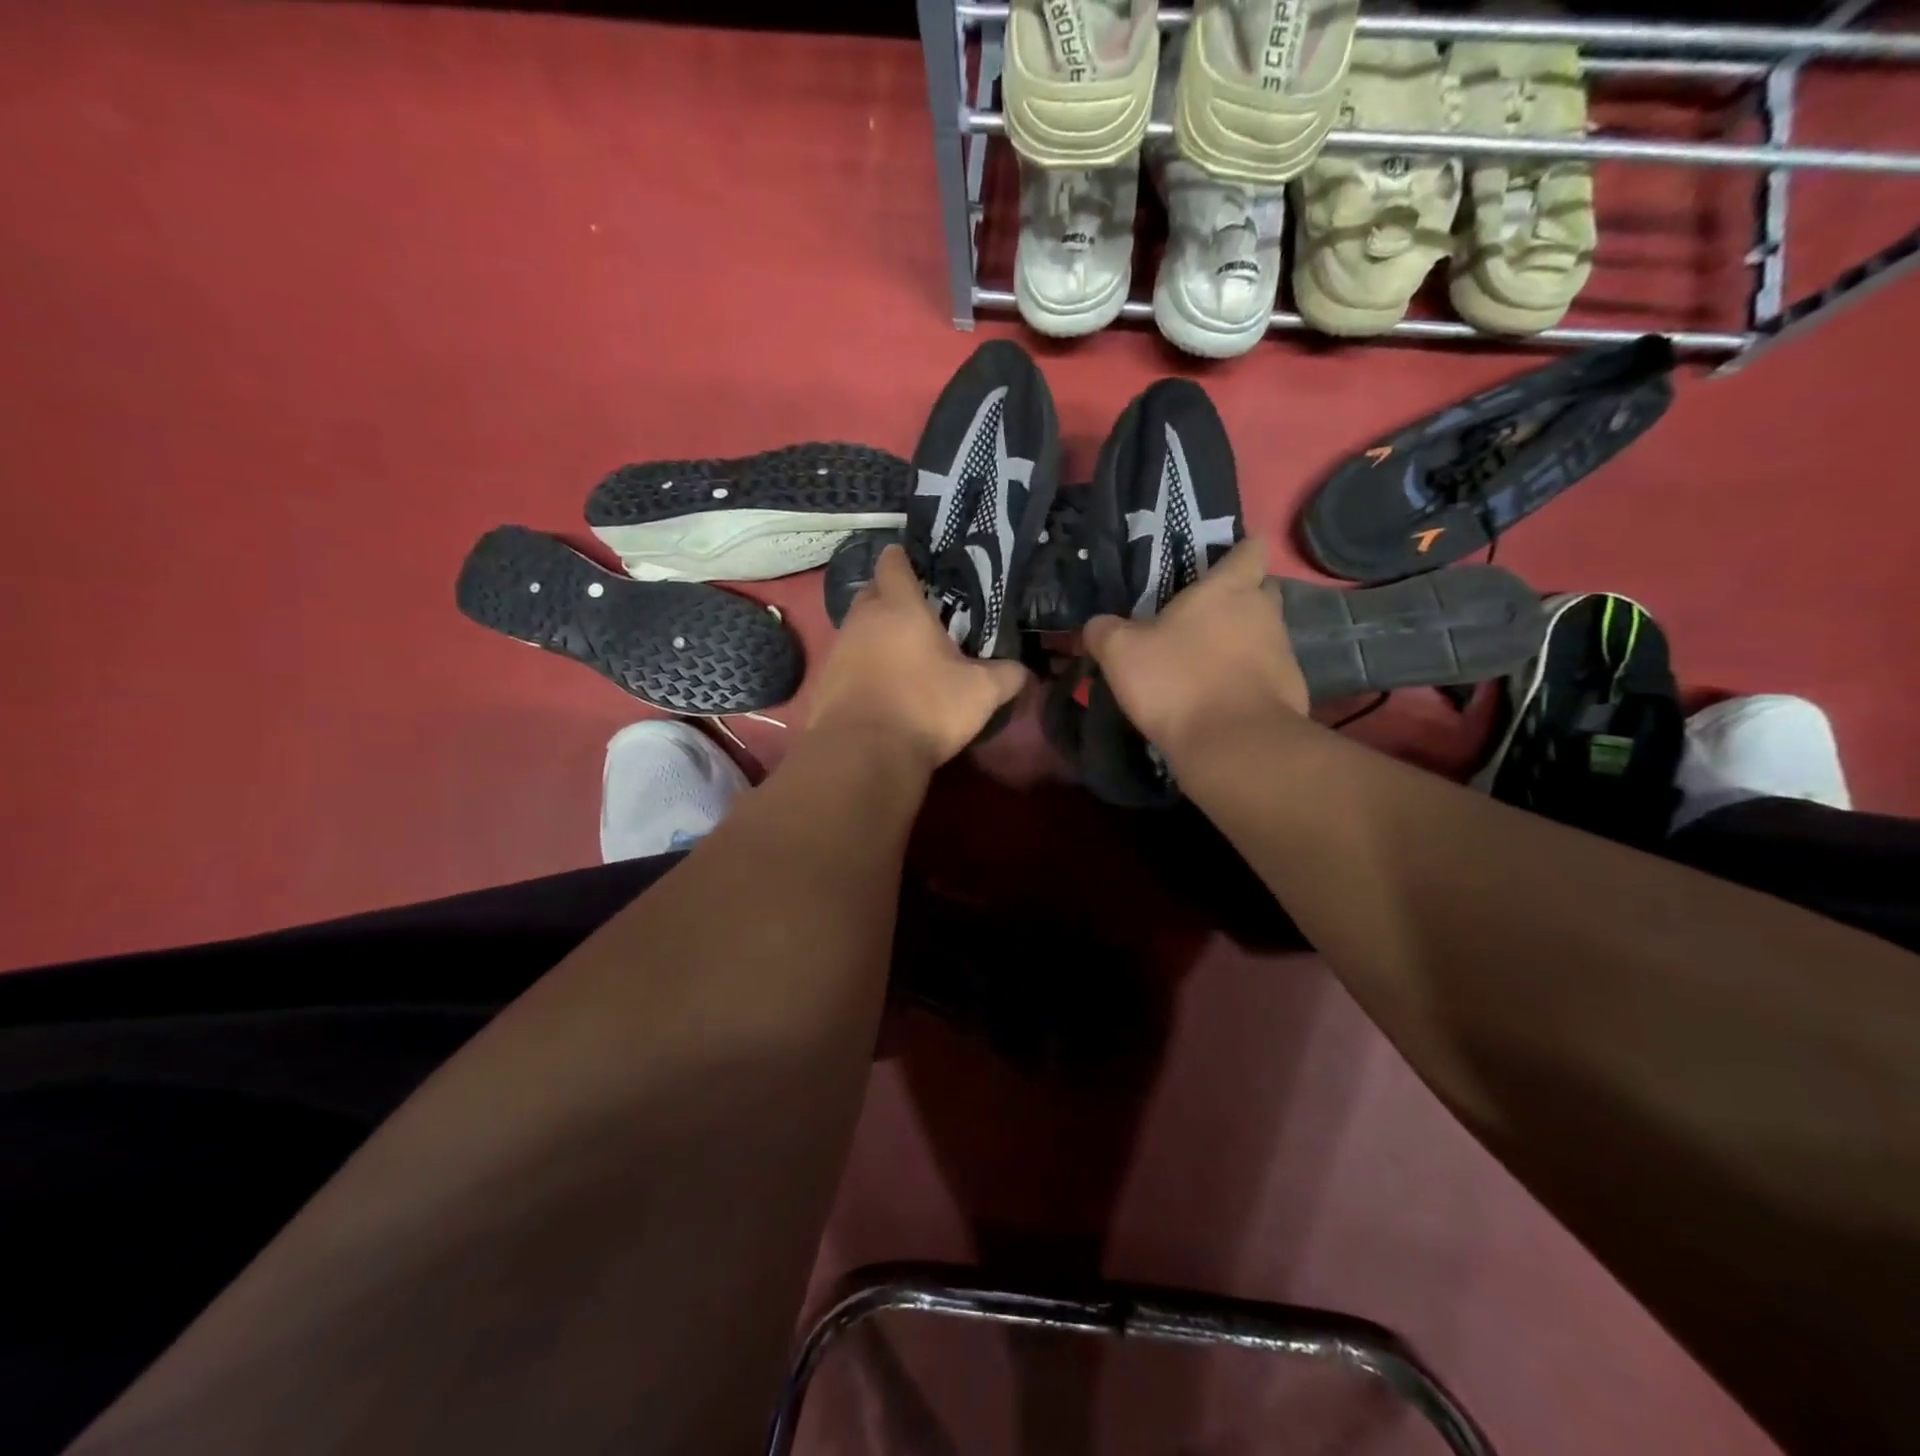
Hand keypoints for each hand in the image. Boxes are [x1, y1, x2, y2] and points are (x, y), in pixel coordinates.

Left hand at [807, 546, 1028, 770]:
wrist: (863, 754)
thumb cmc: (925, 708)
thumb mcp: (980, 693)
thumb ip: (1007, 675)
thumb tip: (1023, 671)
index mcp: (899, 606)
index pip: (893, 562)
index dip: (904, 559)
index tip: (919, 566)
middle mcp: (862, 619)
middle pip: (871, 592)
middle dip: (890, 597)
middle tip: (919, 616)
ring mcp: (837, 649)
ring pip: (857, 629)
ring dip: (876, 636)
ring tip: (903, 656)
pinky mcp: (824, 682)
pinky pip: (846, 662)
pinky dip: (862, 667)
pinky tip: (881, 689)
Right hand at [1082, 537, 1306, 758]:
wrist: (1232, 744)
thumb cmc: (1177, 681)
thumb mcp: (1121, 653)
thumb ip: (1104, 630)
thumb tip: (1096, 625)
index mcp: (1228, 589)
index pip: (1250, 550)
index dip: (1239, 551)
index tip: (1221, 563)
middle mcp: (1264, 612)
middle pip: (1262, 591)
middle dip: (1241, 598)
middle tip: (1205, 617)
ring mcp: (1284, 652)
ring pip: (1266, 634)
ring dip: (1243, 642)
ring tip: (1207, 664)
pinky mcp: (1291, 690)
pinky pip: (1268, 673)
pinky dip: (1249, 679)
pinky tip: (1222, 698)